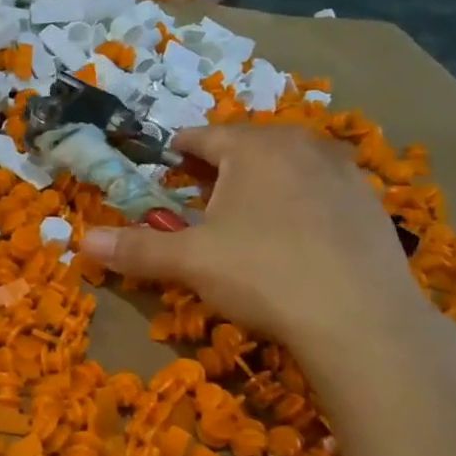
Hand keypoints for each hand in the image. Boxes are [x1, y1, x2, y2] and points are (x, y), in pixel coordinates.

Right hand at [78, 122, 426, 352]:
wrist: (361, 320)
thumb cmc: (264, 274)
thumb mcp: (189, 261)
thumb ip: (136, 248)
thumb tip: (83, 241)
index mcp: (255, 147)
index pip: (204, 136)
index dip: (178, 150)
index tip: (164, 164)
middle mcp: (303, 146)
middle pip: (248, 146)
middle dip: (219, 167)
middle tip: (198, 196)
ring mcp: (346, 174)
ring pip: (288, 167)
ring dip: (261, 183)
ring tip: (244, 217)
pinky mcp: (372, 206)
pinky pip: (321, 192)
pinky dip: (299, 204)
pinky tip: (292, 240)